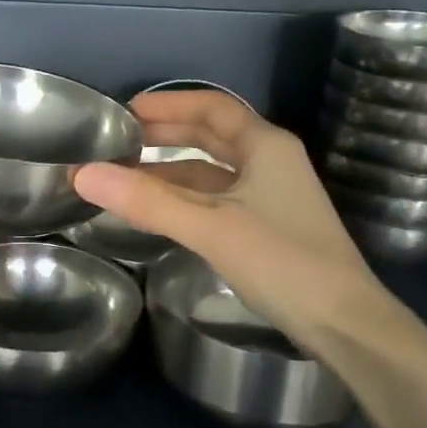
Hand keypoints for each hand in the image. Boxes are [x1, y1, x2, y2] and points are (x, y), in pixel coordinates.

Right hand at [72, 91, 388, 349]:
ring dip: (170, 171)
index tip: (125, 111)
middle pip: (211, 135)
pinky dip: (184, 199)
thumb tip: (83, 174)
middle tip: (117, 141)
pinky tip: (157, 210)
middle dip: (164, 134)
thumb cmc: (282, 261)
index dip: (168, 103)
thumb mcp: (210, 226)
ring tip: (123, 177)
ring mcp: (270, 196)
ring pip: (211, 172)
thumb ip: (147, 201)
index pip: (211, 107)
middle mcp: (270, 162)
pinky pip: (216, 200)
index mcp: (266, 145)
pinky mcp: (266, 227)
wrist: (343, 323)